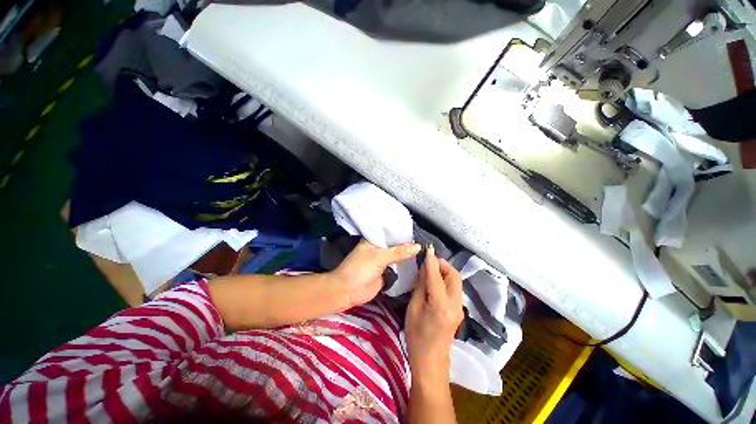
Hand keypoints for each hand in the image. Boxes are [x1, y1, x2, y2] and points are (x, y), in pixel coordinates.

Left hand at [330, 239, 420, 307]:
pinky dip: (406, 265)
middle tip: (425, 240)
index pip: (390, 231)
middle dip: (408, 243)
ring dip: (408, 254)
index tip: (418, 229)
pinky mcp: (386, 272)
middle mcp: (379, 248)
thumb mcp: (379, 257)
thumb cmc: (359, 269)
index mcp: (373, 239)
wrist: (348, 291)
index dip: (402, 230)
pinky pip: (398, 267)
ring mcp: (383, 260)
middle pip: (396, 244)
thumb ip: (398, 252)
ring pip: (398, 255)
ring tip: (425, 250)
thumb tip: (418, 247)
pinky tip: (419, 262)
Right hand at [405, 245, 463, 380]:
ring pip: (456, 281)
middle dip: (443, 264)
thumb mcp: (413, 308)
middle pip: (454, 275)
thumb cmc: (416, 336)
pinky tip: (435, 280)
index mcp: (441, 305)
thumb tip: (425, 267)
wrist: (431, 361)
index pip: (436, 276)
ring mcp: (460, 308)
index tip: (428, 248)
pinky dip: (446, 279)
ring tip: (431, 268)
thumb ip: (421, 285)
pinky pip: (454, 288)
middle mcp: (455, 304)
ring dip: (445, 271)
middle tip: (429, 260)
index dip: (432, 261)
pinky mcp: (459, 310)